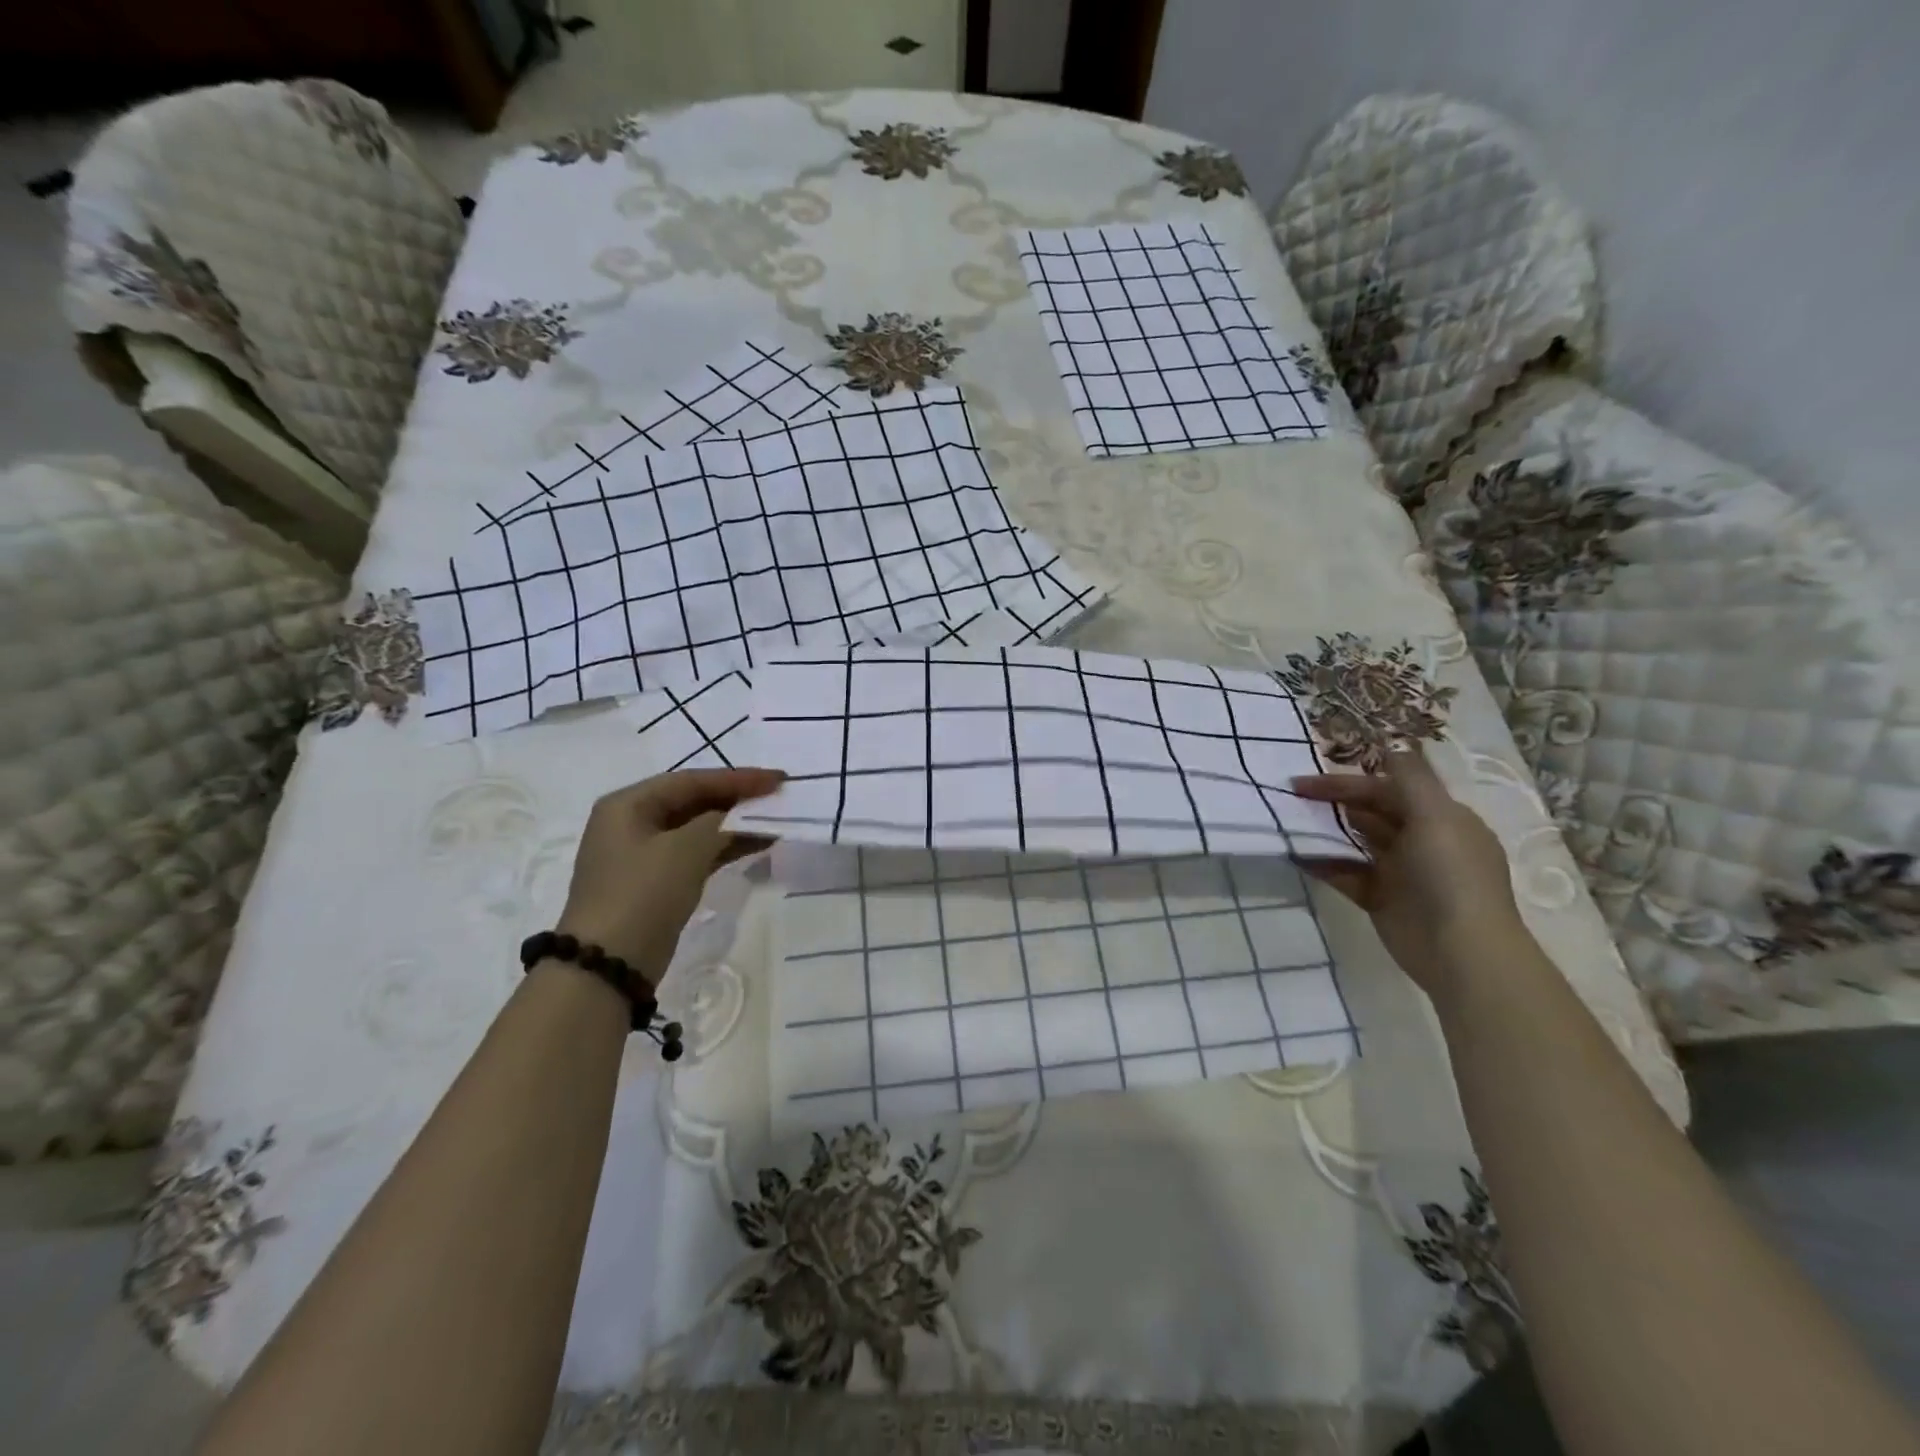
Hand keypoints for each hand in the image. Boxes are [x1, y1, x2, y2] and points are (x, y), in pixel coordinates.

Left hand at [555, 768, 783, 981]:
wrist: (609, 966)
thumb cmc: (642, 894)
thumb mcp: (685, 849)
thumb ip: (719, 822)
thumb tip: (742, 814)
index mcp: (628, 804)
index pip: (691, 781)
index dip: (738, 778)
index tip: (778, 779)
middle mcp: (632, 823)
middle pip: (694, 801)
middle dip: (737, 800)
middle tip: (778, 798)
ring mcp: (643, 854)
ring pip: (698, 828)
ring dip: (735, 825)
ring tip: (776, 822)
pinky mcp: (656, 882)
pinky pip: (697, 853)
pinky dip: (725, 848)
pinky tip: (758, 845)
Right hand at [1291, 746, 1521, 998]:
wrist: (1461, 953)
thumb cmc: (1450, 876)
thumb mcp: (1436, 817)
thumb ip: (1410, 778)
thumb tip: (1388, 744)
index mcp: (1442, 819)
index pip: (1389, 789)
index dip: (1348, 782)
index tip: (1306, 781)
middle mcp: (1422, 842)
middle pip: (1371, 812)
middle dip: (1334, 803)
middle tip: (1290, 799)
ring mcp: (1401, 873)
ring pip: (1356, 842)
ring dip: (1325, 832)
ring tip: (1289, 823)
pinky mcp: (1381, 900)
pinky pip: (1347, 874)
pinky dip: (1323, 864)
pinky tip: (1297, 856)